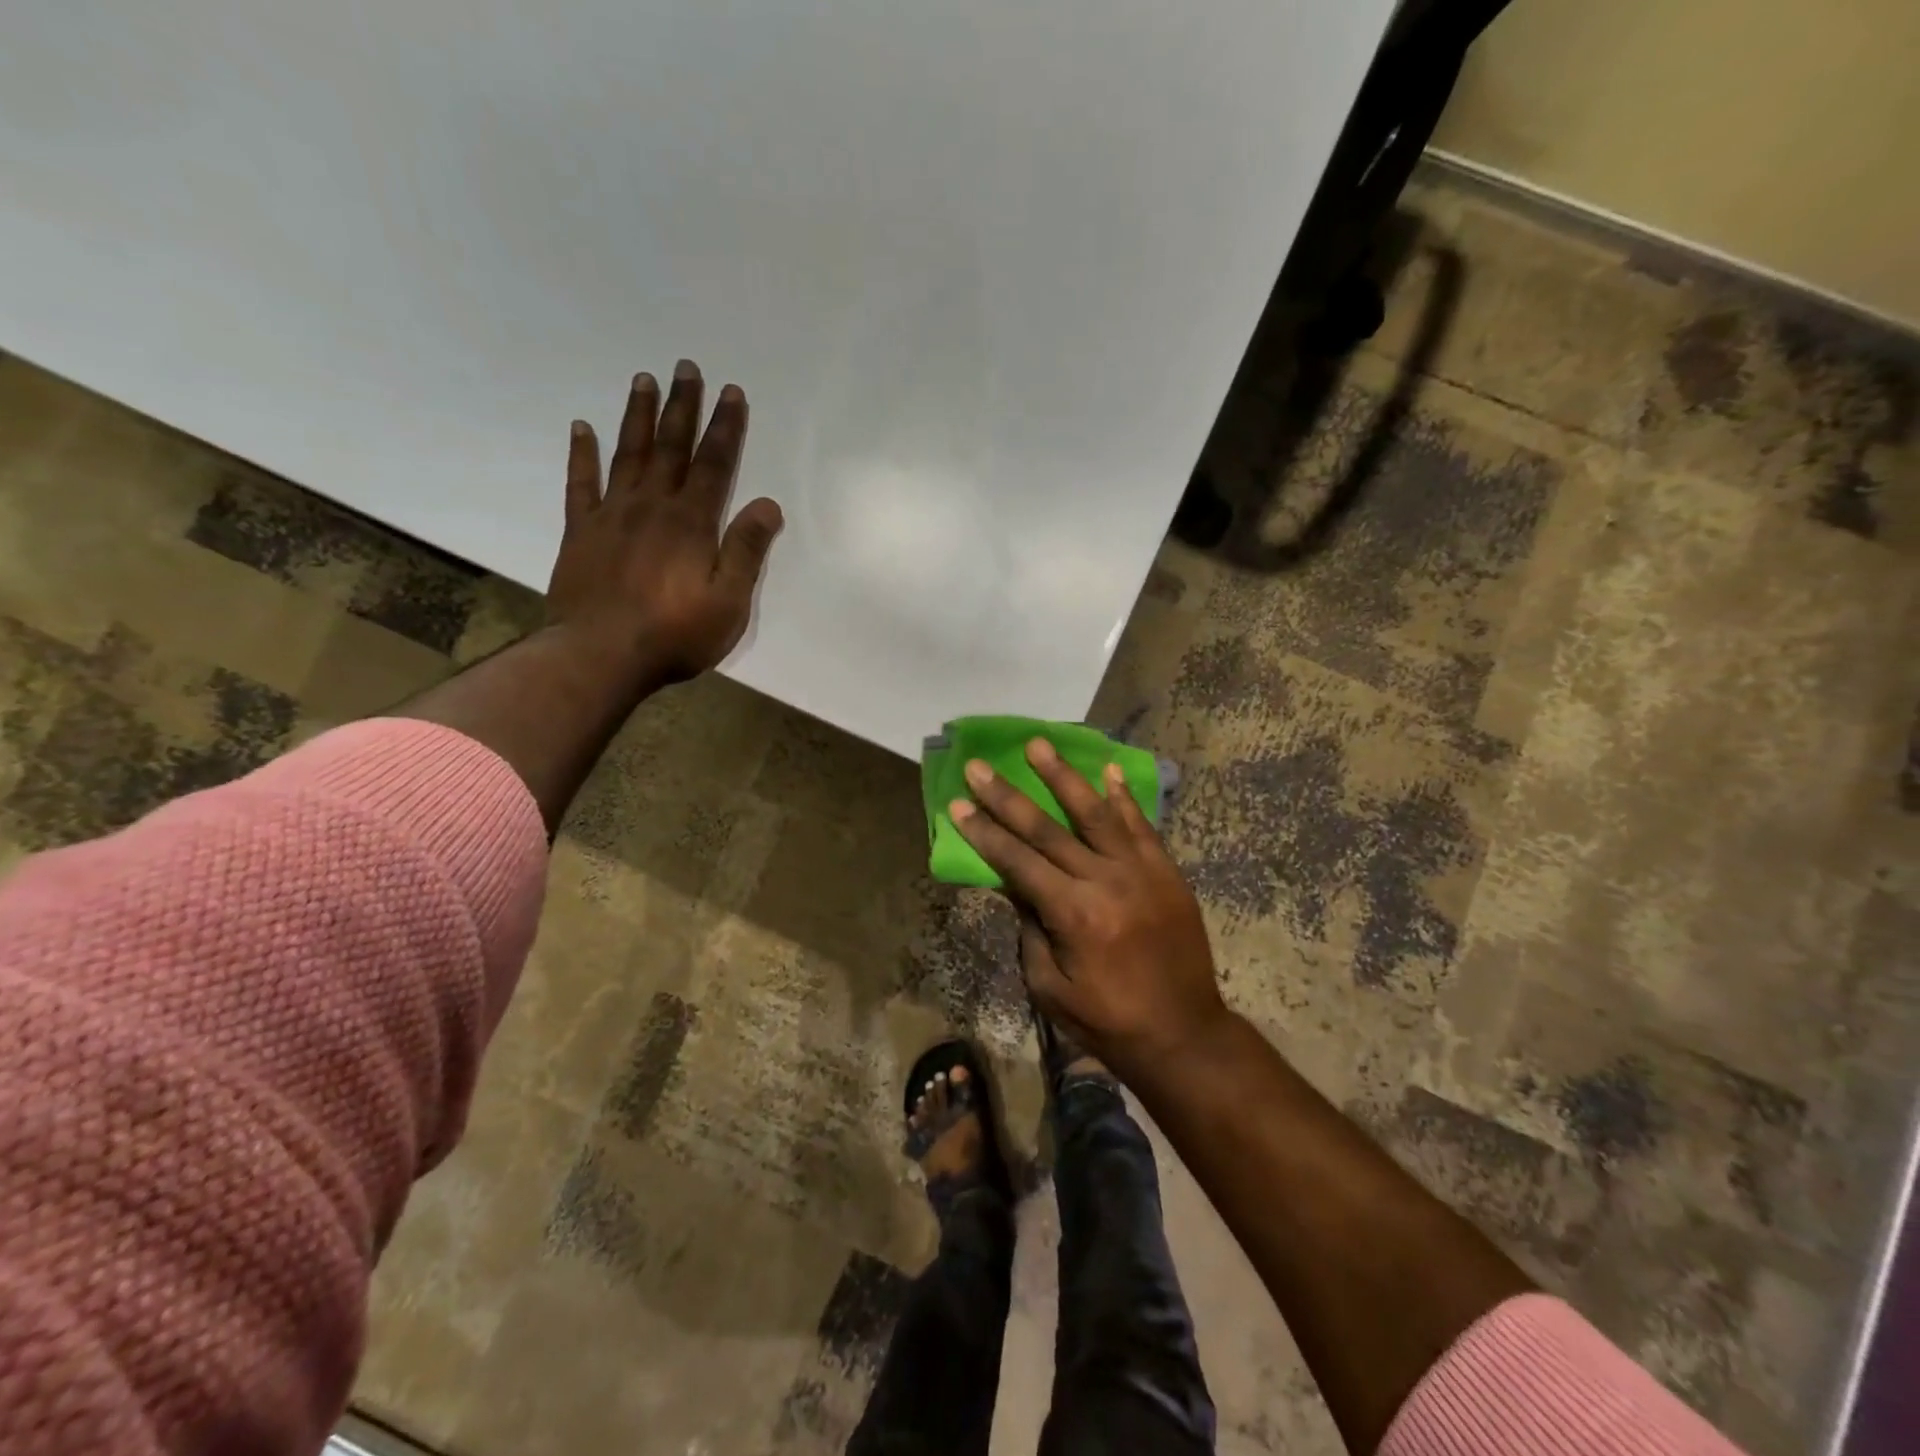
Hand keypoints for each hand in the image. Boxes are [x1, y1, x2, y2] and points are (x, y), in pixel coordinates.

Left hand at [547, 361, 782, 682]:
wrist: (600, 655)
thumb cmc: (674, 634)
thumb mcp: (728, 602)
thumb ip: (746, 551)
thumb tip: (768, 505)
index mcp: (692, 523)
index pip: (714, 464)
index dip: (725, 428)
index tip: (731, 392)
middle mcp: (653, 507)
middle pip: (670, 447)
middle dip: (682, 406)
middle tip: (685, 366)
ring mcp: (613, 515)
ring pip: (628, 454)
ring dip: (637, 415)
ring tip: (643, 379)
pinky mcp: (582, 532)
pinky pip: (581, 483)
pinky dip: (583, 454)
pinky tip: (582, 427)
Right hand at [950, 740, 1230, 1080]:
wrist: (1183, 1034)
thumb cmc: (1107, 1020)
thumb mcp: (1049, 985)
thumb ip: (1029, 927)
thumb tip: (1013, 882)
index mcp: (1073, 914)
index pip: (1018, 861)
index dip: (985, 832)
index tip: (958, 803)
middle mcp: (1106, 882)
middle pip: (1049, 830)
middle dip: (1009, 796)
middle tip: (981, 766)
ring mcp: (1141, 872)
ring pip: (1096, 813)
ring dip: (1064, 777)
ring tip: (1039, 744)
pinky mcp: (1166, 873)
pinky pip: (1141, 826)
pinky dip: (1123, 798)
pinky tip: (1107, 771)